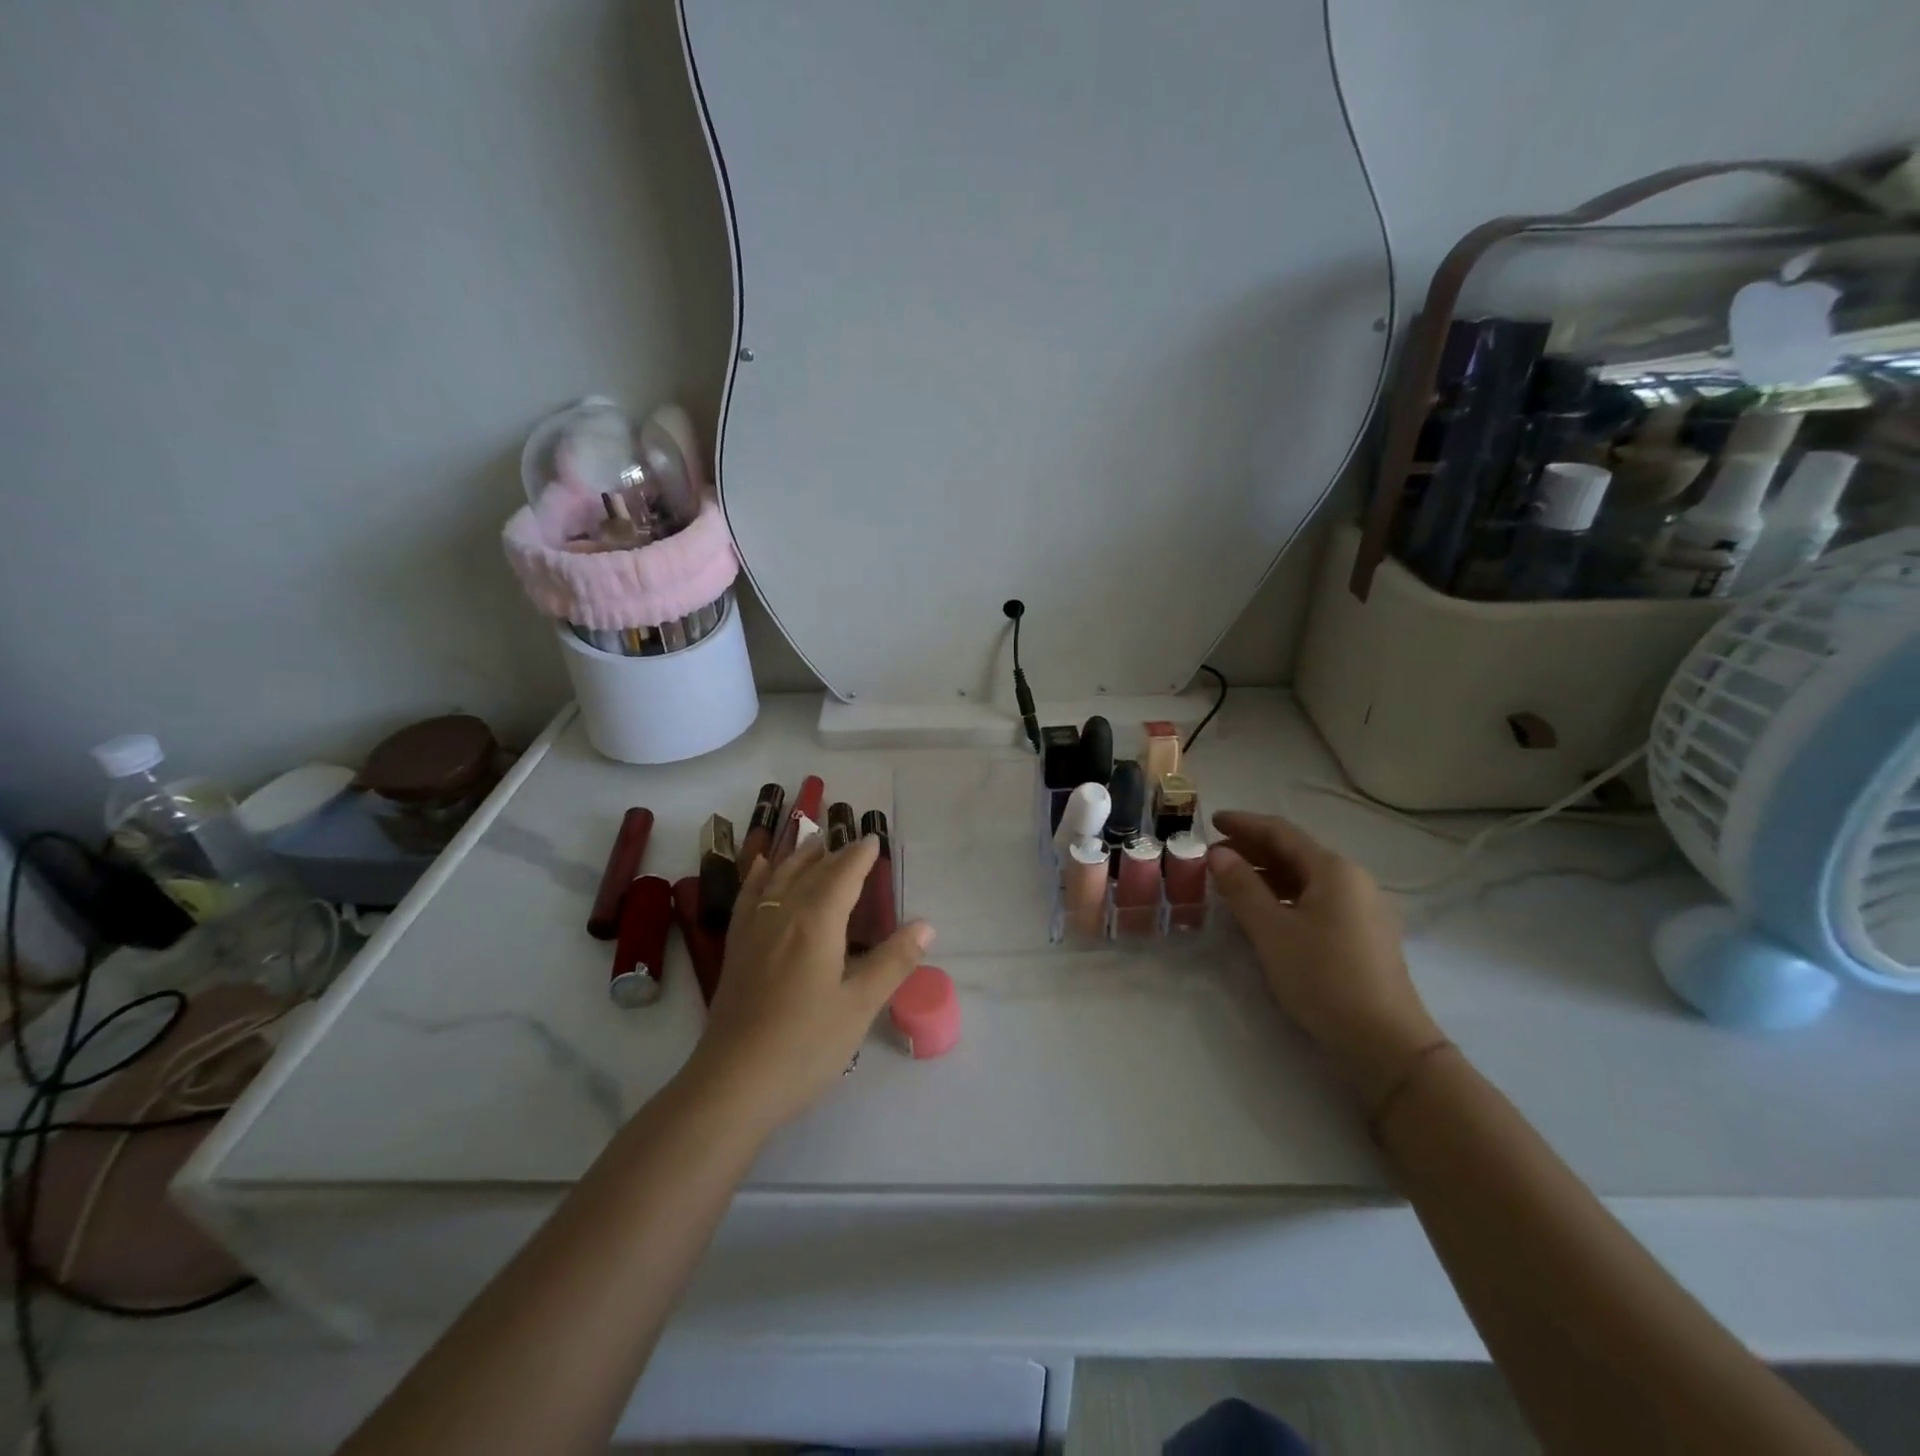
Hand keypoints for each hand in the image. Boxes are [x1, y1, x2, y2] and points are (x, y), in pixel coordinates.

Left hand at [680, 836, 932, 1133]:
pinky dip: (759, 877)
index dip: (860, 856)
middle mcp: (782, 916)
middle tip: (852, 841)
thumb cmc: (805, 1046)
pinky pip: (748, 898)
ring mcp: (754, 932)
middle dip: (834, 854)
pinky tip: (762, 869)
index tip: (875, 840)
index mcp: (816, 923)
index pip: (842, 876)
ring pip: (778, 879)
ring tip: (813, 842)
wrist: (733, 1084)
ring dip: (798, 857)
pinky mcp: (737, 951)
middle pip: (811, 872)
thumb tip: (926, 925)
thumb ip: (892, 962)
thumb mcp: (860, 1006)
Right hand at [1208, 810, 1442, 1104]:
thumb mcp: (1271, 930)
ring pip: (1307, 878)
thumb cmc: (1322, 977)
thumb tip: (1219, 853)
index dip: (1244, 824)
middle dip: (1253, 849)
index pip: (1281, 833)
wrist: (1384, 1042)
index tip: (1211, 820)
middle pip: (1296, 853)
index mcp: (1333, 869)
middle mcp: (1353, 880)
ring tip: (1232, 881)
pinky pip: (1317, 900)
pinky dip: (1286, 896)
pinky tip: (1265, 911)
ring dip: (1268, 874)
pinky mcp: (1364, 935)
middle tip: (1215, 853)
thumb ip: (1242, 887)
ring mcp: (1363, 908)